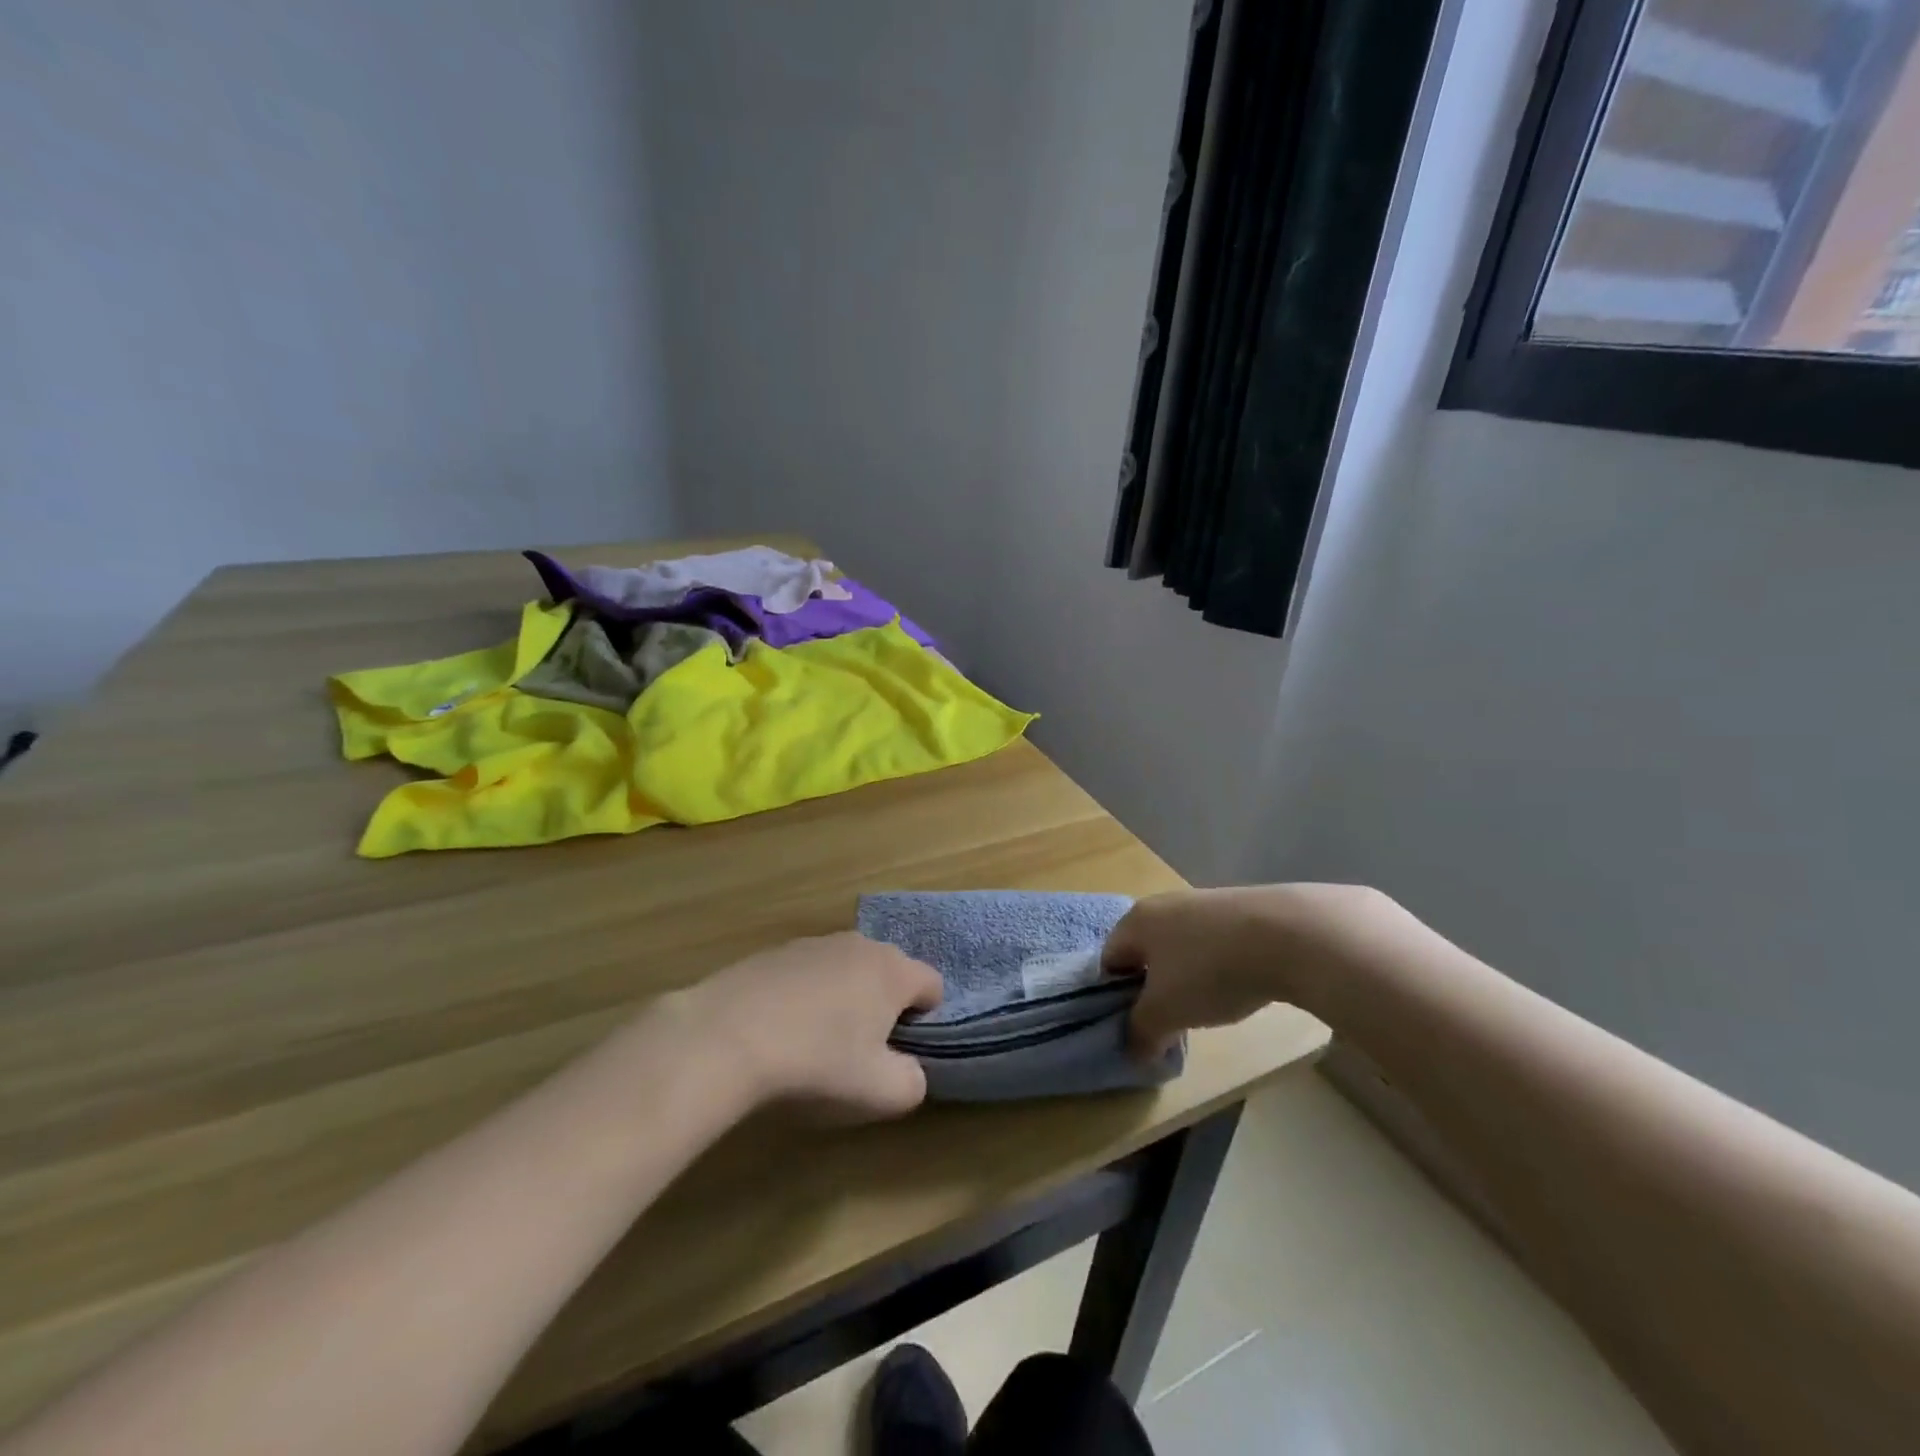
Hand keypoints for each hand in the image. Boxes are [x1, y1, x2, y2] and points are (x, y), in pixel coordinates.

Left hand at [685, 933, 943, 1118]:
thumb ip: (913, 1082)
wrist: (725, 1038)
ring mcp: (812, 943)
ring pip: (846, 971)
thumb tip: (909, 1071)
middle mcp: (859, 944)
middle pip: (889, 973)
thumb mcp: (882, 1093)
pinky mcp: (772, 952)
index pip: (933, 985)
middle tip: (860, 1051)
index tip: (899, 1052)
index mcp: (893, 970)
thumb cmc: (816, 1063)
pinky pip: (806, 974)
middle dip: (883, 1007)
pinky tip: (778, 1030)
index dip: (926, 1021)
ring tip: (814, 1042)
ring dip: (843, 999)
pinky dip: (804, 996)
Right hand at [1102, 889, 1283, 1058]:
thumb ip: (1141, 1032)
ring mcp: (1202, 902)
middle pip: (1145, 953)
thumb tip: (1134, 1050)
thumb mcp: (1166, 1012)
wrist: (1288, 935)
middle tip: (1170, 1022)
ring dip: (1186, 980)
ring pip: (1180, 948)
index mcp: (1135, 921)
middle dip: (1153, 990)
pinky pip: (1213, 943)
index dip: (1115, 998)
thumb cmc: (1209, 970)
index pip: (1108, 961)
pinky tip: (1239, 986)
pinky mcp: (1238, 908)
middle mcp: (1162, 904)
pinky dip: (1217, 967)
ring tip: (1207, 1008)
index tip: (1137, 1026)